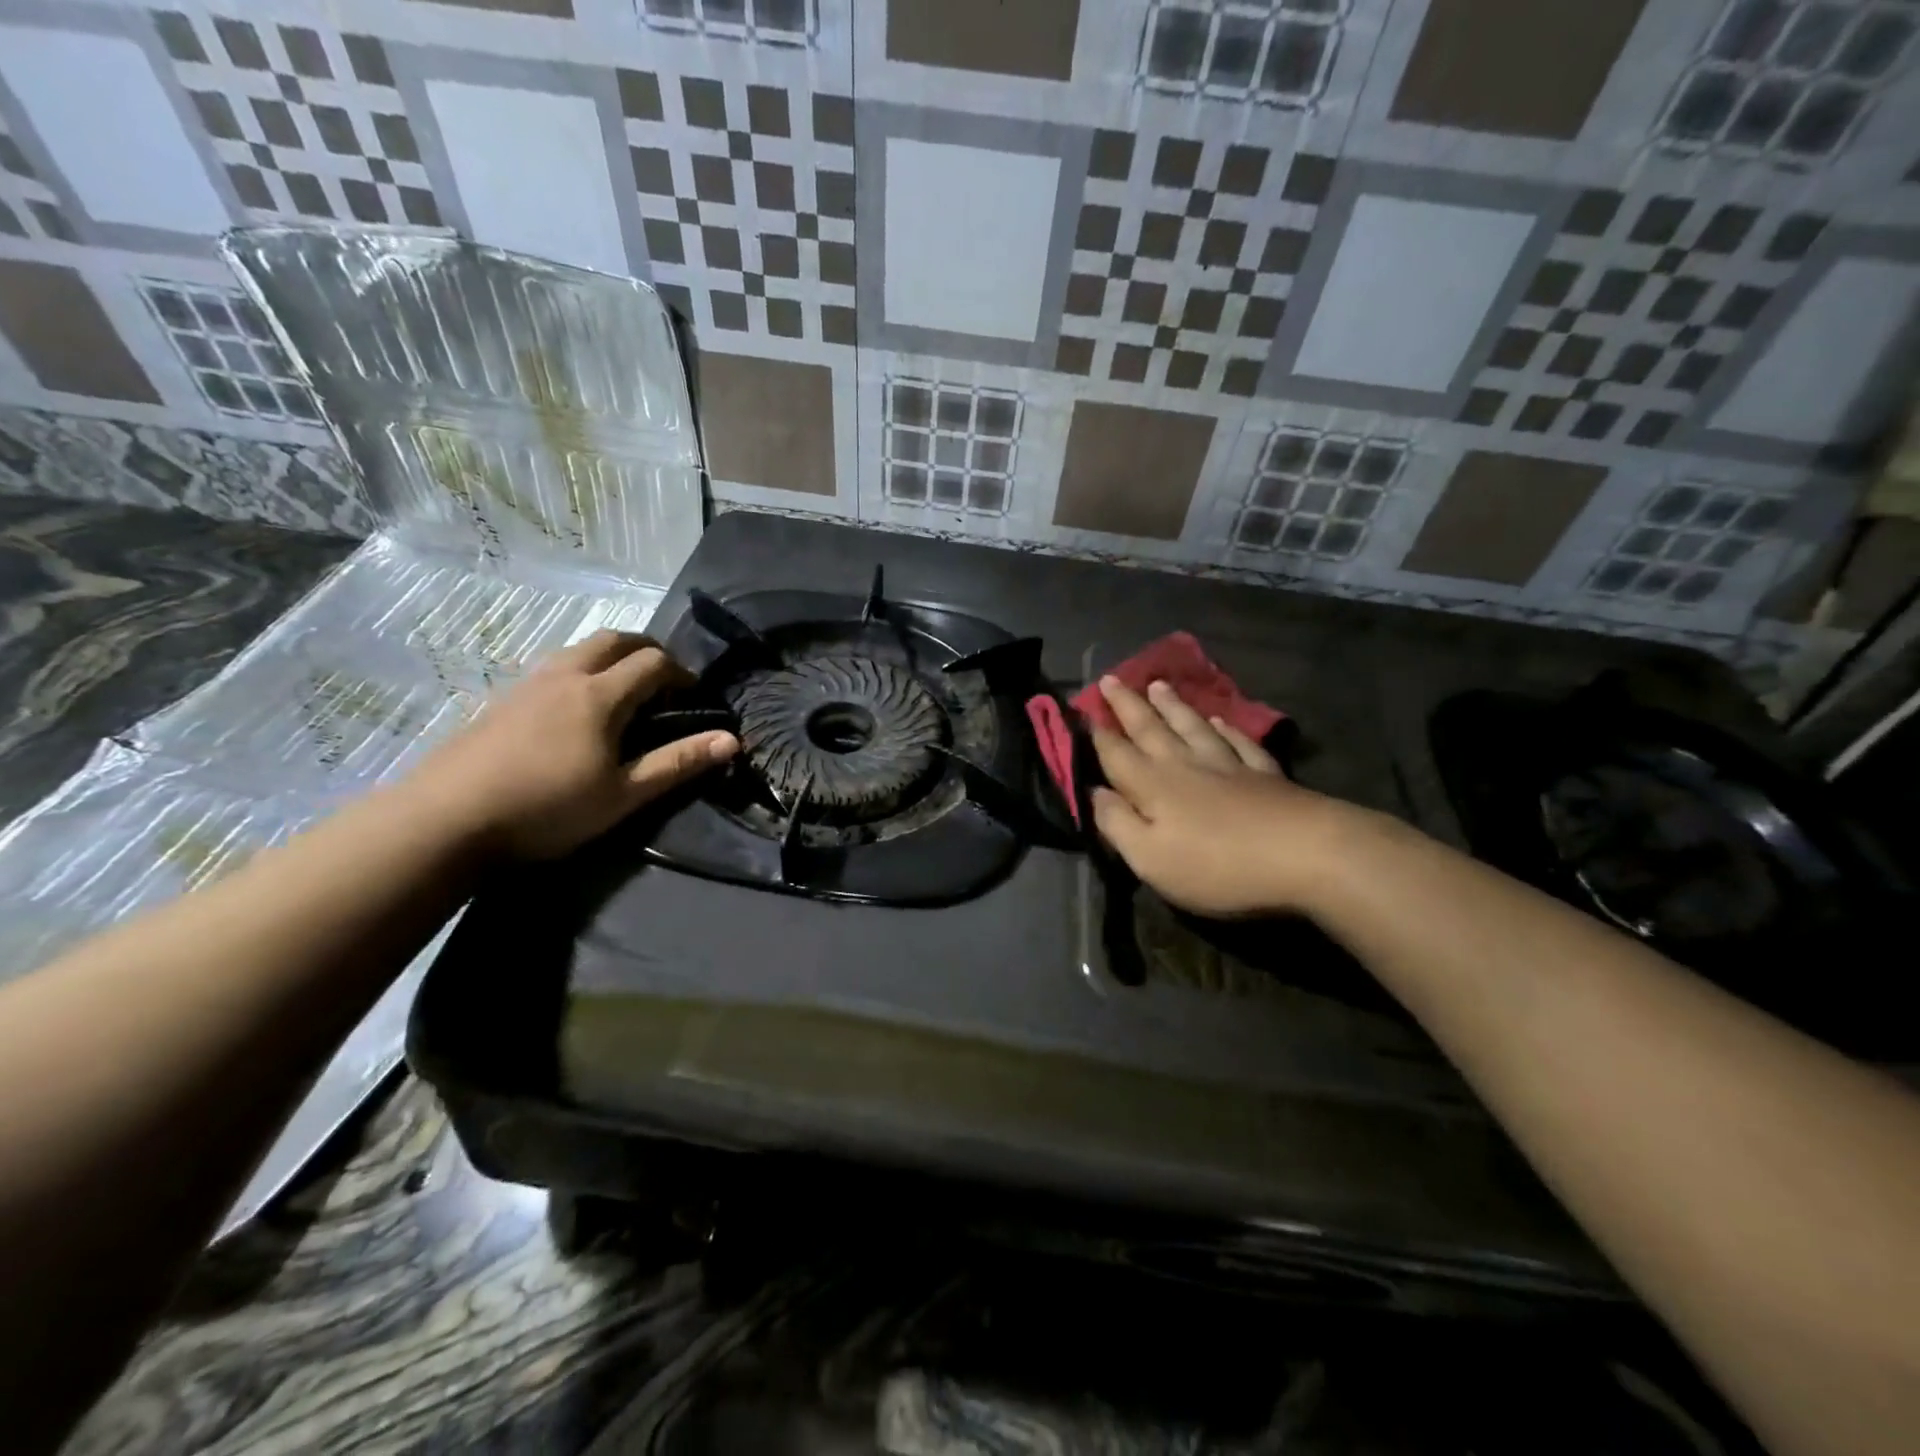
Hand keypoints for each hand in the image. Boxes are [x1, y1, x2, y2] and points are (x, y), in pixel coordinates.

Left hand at [406, 631, 736, 858]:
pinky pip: (552, 667)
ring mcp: (527, 684)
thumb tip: (731, 740)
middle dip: (647, 649)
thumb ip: (678, 763)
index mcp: (600, 695)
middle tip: (664, 678)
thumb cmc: (547, 808)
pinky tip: (573, 709)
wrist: (445, 819)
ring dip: (610, 656)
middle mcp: (565, 676)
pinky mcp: (500, 700)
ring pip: (578, 649)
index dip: (681, 672)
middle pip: (613, 639)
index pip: (653, 662)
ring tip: (623, 689)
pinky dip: (579, 670)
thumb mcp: (623, 794)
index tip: (695, 695)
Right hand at [1089, 677, 1354, 916]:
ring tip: (1158, 685)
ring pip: (1191, 726)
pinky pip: (1237, 741)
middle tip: (1111, 678)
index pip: (1116, 753)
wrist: (1306, 854)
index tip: (1083, 709)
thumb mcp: (1151, 858)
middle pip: (1150, 728)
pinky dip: (1223, 727)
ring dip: (1172, 706)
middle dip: (1128, 705)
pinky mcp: (1264, 773)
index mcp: (1153, 785)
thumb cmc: (1217, 864)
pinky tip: (1217, 719)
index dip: (1097, 733)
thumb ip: (1117, 824)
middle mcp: (1185, 764)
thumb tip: (1094, 794)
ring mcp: (1227, 764)